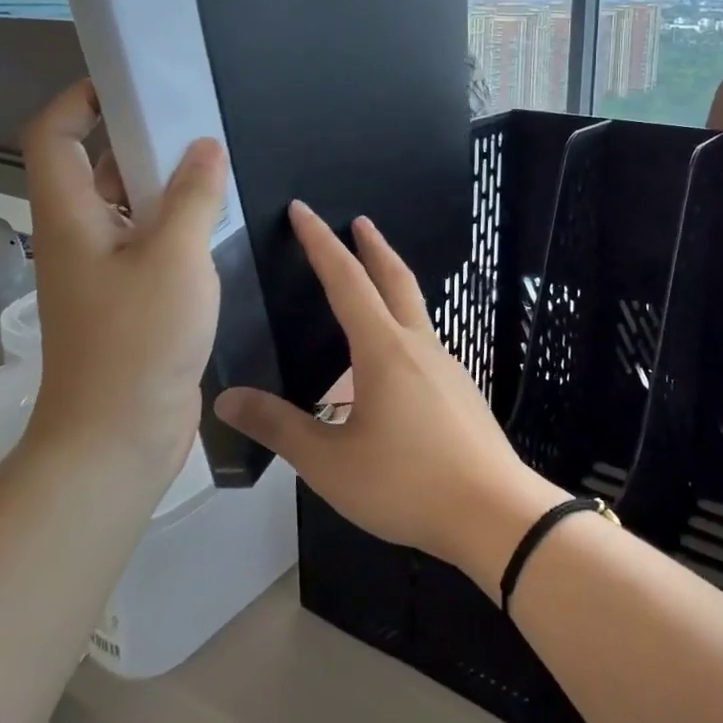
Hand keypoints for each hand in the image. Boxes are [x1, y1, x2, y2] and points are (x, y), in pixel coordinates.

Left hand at [19, 81, 227, 482]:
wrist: (117, 436)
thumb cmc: (138, 340)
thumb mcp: (175, 257)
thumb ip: (193, 196)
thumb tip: (206, 146)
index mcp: (70, 215)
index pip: (55, 135)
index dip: (82, 99)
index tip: (132, 84)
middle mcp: (78, 235)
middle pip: (94, 165)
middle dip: (137, 137)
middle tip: (192, 120)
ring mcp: (102, 270)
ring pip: (125, 205)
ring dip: (161, 182)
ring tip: (213, 163)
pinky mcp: (127, 297)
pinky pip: (146, 240)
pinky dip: (174, 222)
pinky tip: (215, 219)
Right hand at [215, 202, 564, 596]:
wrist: (495, 512)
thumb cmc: (407, 483)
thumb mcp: (330, 463)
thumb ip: (279, 428)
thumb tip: (228, 399)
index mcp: (383, 350)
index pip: (346, 280)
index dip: (320, 243)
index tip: (303, 210)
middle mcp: (418, 345)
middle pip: (395, 279)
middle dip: (373, 246)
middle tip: (359, 221)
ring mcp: (447, 366)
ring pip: (415, 309)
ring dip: (392, 283)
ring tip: (372, 283)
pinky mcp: (461, 390)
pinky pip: (424, 342)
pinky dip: (403, 325)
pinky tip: (393, 359)